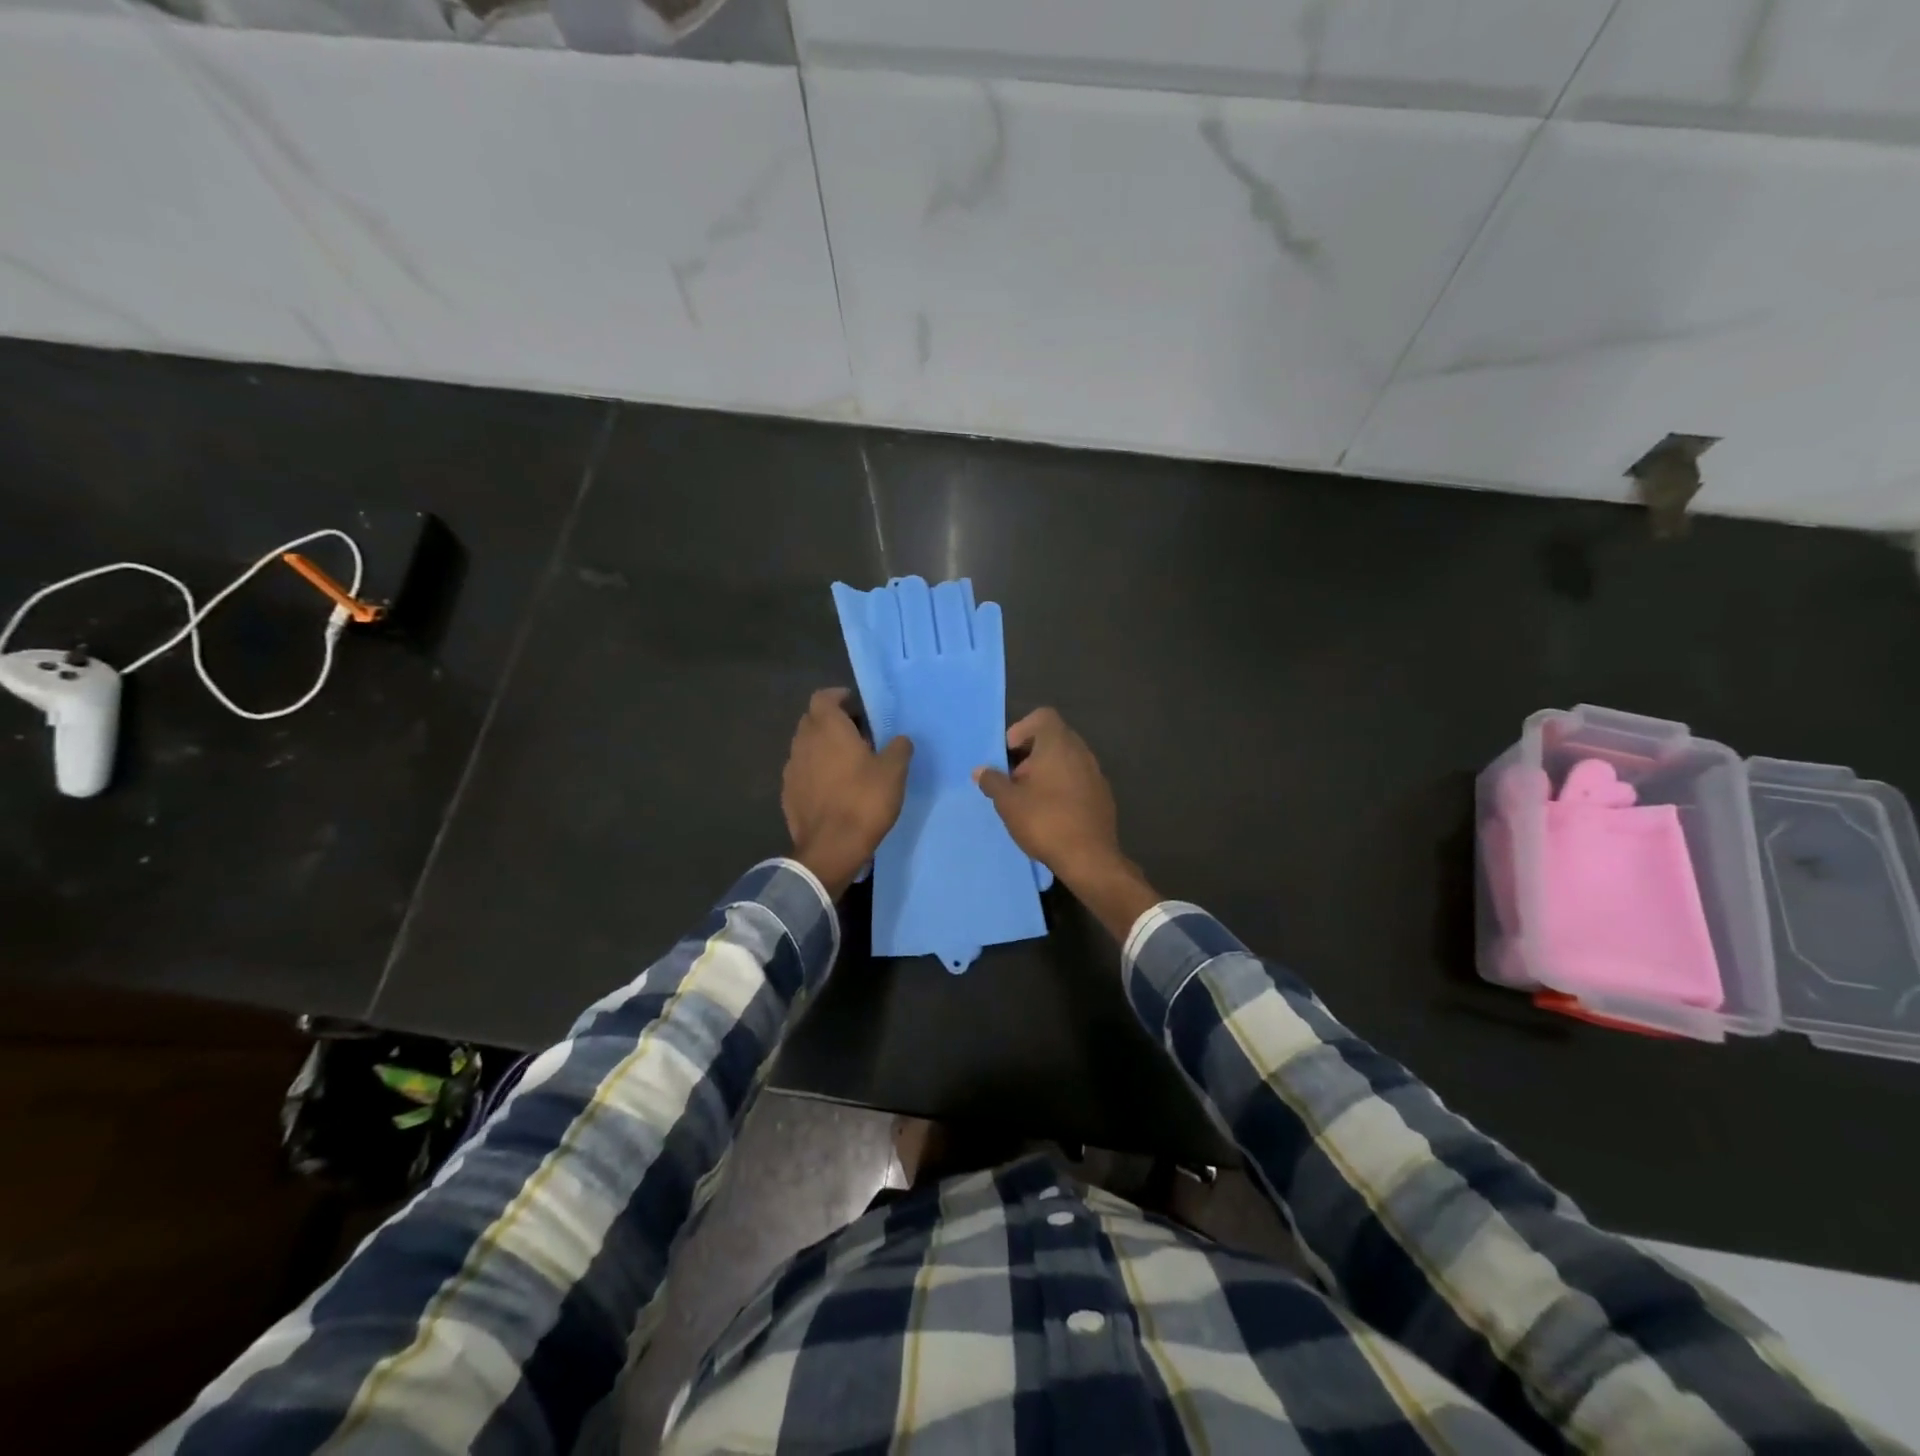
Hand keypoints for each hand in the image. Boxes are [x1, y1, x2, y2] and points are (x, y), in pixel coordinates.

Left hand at [783, 688, 912, 897]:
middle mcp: (803, 742)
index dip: (838, 697)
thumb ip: (898, 748)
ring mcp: (791, 769)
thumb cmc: (864, 801)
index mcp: (827, 729)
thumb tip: (899, 739)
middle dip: (832, 721)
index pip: (823, 697)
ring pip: (806, 746)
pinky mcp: (788, 793)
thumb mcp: (894, 772)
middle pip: (812, 720)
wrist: (831, 848)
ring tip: (847, 763)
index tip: (855, 706)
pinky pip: (802, 771)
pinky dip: (815, 771)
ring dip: (823, 747)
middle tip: (857, 734)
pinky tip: (833, 788)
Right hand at [974, 708, 1159, 939]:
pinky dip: (1063, 787)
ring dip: (1046, 772)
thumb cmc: (1045, 821)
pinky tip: (1052, 813)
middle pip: (1053, 738)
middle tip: (1014, 780)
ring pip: (1066, 760)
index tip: (1008, 755)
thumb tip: (980, 771)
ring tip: (1030, 799)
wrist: (1090, 858)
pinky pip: (1078, 779)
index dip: (1021, 729)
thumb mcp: (1008, 802)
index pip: (1042, 716)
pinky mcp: (1103, 795)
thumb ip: (992, 781)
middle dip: (1030, 754)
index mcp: (1058, 744)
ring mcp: (1096, 773)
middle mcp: (1081, 751)